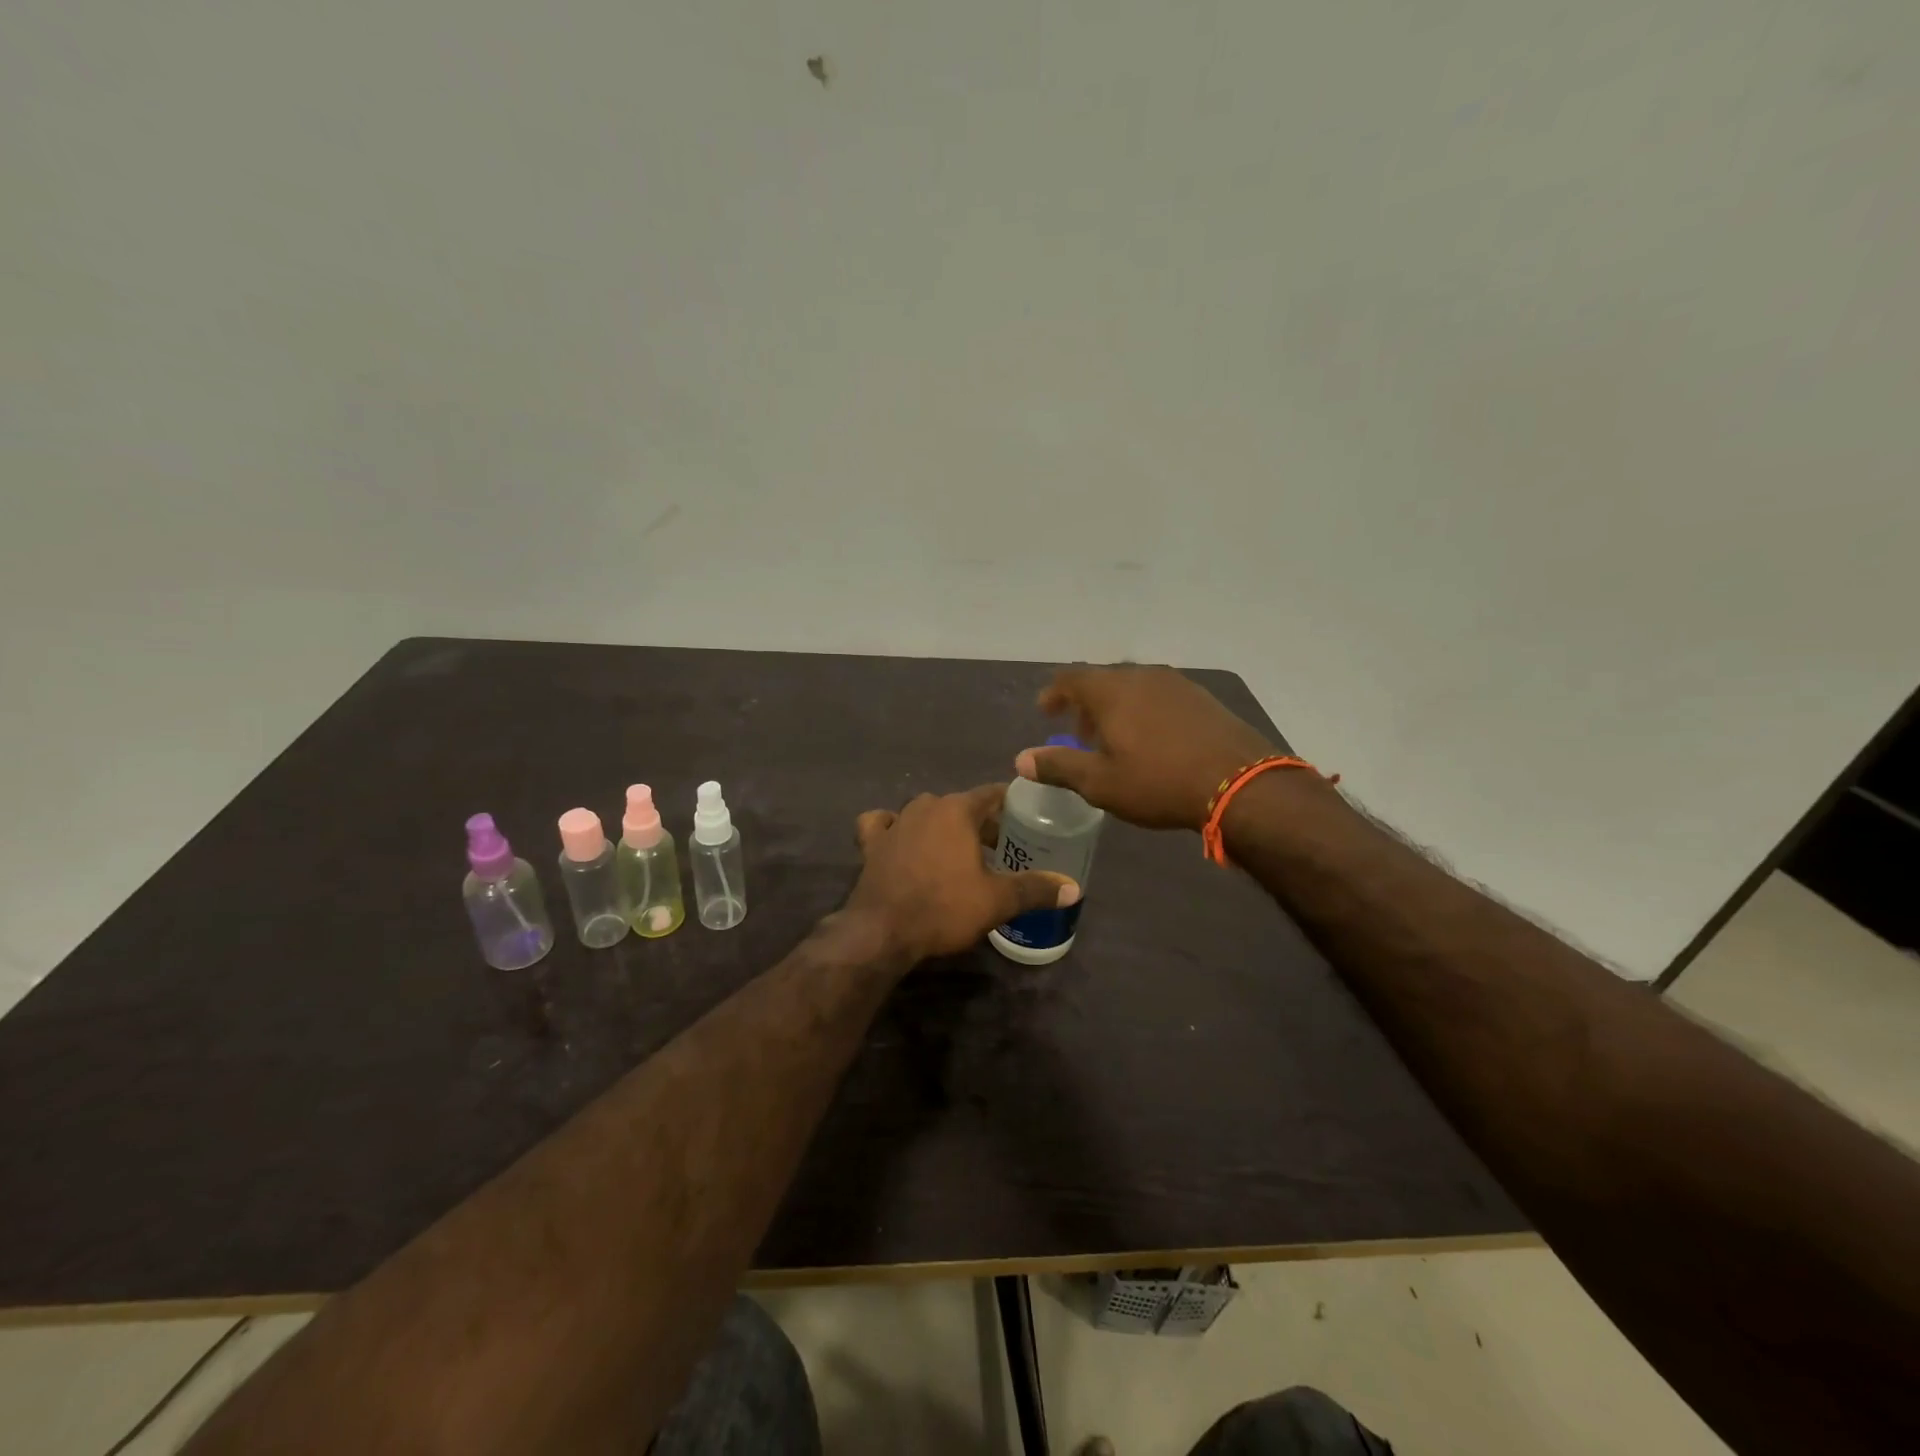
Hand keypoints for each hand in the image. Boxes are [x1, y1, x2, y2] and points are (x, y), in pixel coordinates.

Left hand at [845, 785, 1078, 962]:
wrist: (882, 931)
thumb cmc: (944, 907)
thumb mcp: (997, 901)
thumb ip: (1035, 889)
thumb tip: (1074, 888)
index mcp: (957, 810)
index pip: (991, 793)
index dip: (1010, 803)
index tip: (1025, 815)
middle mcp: (925, 807)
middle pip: (960, 805)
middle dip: (980, 822)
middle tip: (1000, 846)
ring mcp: (895, 823)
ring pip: (924, 813)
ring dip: (942, 826)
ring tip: (958, 851)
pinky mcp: (871, 844)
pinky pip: (882, 825)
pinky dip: (892, 828)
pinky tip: (899, 841)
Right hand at [1014, 665, 1278, 830]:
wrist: (1240, 784)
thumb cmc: (1158, 782)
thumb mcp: (1100, 782)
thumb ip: (1058, 766)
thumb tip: (1021, 759)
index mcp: (1112, 690)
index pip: (1071, 678)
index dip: (1054, 693)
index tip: (1046, 712)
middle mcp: (1143, 676)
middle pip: (1103, 680)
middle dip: (1086, 705)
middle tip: (1081, 735)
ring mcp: (1177, 684)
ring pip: (1134, 687)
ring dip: (1116, 708)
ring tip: (1116, 740)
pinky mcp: (1203, 699)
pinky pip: (1160, 696)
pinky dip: (1144, 711)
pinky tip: (1153, 741)